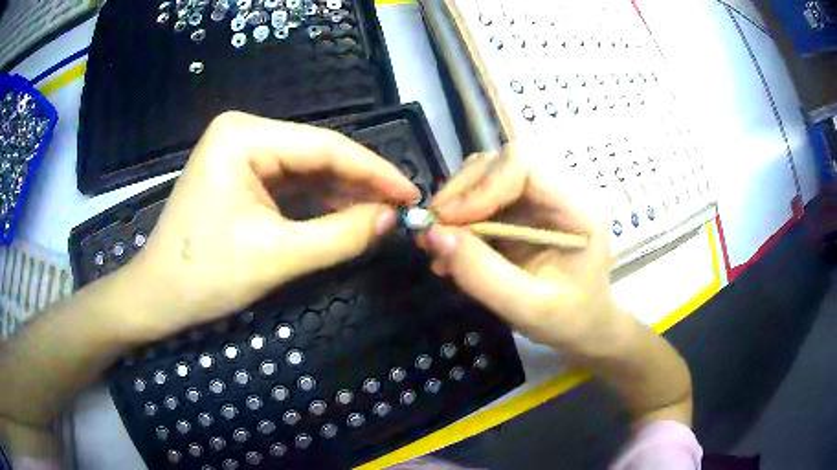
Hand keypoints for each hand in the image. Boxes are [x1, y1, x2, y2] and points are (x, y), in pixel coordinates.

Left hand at [120, 111, 419, 341]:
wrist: (157, 298)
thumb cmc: (205, 276)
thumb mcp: (277, 256)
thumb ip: (341, 235)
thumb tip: (393, 218)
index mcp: (244, 136)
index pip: (324, 146)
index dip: (375, 170)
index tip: (412, 193)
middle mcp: (243, 134)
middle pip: (316, 155)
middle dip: (360, 183)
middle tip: (401, 208)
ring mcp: (240, 154)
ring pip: (306, 170)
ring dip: (342, 195)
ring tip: (381, 216)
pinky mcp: (240, 176)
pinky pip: (289, 185)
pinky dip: (318, 203)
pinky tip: (346, 216)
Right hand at [418, 143, 623, 354]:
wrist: (583, 325)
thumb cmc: (569, 319)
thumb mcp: (528, 309)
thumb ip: (483, 275)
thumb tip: (435, 235)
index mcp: (578, 208)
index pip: (524, 164)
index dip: (483, 185)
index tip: (450, 222)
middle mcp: (560, 191)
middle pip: (500, 163)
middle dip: (460, 194)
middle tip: (432, 233)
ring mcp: (540, 197)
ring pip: (486, 176)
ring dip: (454, 206)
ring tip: (435, 245)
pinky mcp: (523, 209)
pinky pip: (483, 197)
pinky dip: (458, 220)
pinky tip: (448, 251)